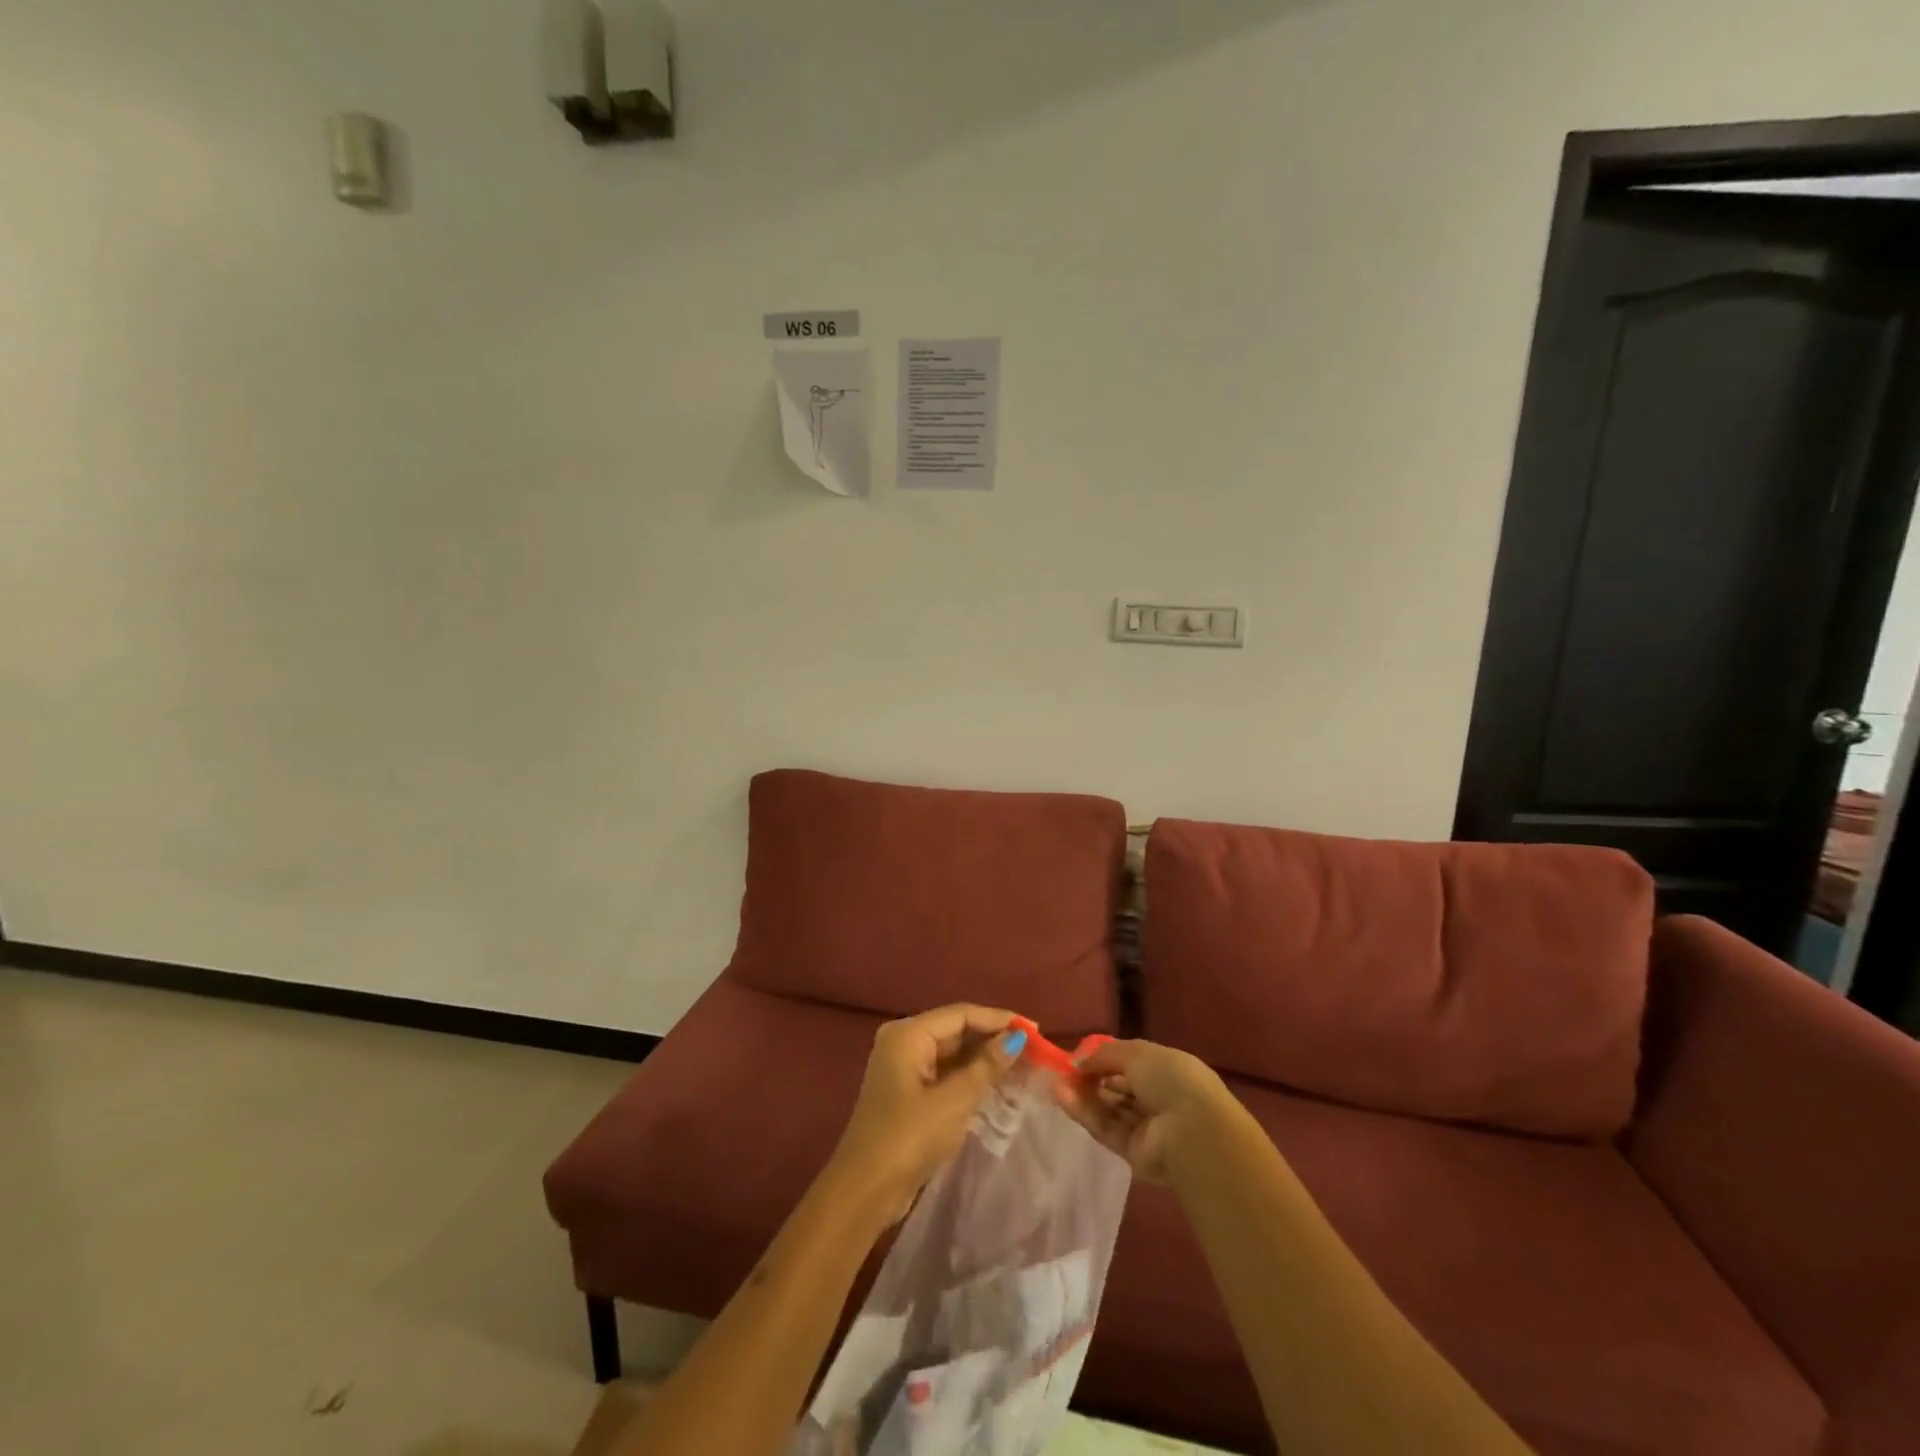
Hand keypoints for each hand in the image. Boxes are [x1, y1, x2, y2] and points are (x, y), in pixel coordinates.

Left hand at [825, 1004, 1025, 1221]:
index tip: (1035, 1029)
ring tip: (1024, 1065)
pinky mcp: (909, 1092)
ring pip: (953, 1053)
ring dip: (985, 1059)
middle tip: (1034, 1049)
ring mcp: (905, 1068)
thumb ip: (986, 1066)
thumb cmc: (909, 1137)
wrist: (866, 1190)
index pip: (961, 1014)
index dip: (999, 1019)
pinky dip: (971, 1076)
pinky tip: (999, 1084)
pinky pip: (946, 1073)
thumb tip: (1017, 1038)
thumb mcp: (954, 1100)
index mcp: (908, 1033)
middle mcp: (904, 1042)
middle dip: (993, 1039)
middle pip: (956, 1030)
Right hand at [1055, 1039, 1233, 1183]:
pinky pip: (1105, 1129)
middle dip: (1091, 1079)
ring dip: (1082, 1095)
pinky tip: (1062, 1098)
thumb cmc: (1171, 1079)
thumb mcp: (1137, 1052)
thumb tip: (1079, 1061)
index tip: (1079, 1057)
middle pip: (1117, 1089)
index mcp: (1167, 1072)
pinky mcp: (1133, 1153)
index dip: (1105, 1060)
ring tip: (1055, 1084)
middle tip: (1063, 1072)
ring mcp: (1146, 1128)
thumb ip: (1104, 1054)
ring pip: (1108, 1109)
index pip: (1131, 1064)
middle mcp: (1158, 1100)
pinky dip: (1084, 1113)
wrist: (1192, 1131)